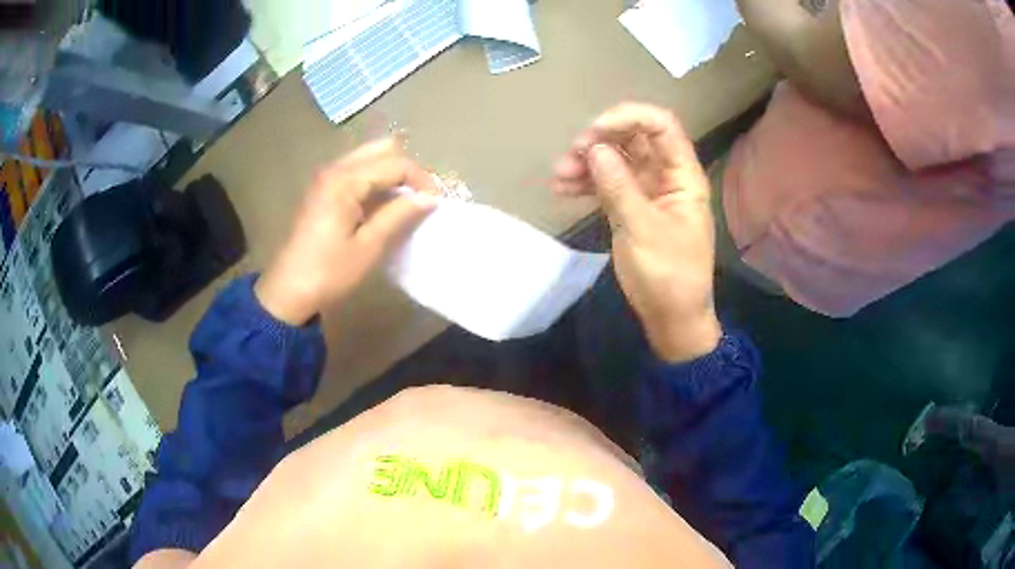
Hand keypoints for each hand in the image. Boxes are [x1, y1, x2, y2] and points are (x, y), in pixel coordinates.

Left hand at [255, 138, 437, 325]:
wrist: (287, 292)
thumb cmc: (329, 273)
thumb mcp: (368, 247)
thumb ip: (399, 215)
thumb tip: (430, 197)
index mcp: (345, 181)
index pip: (395, 163)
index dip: (421, 179)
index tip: (437, 202)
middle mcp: (335, 169)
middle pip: (381, 150)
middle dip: (407, 169)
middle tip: (421, 197)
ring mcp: (326, 177)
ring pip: (369, 157)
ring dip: (391, 173)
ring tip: (407, 201)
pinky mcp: (323, 189)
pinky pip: (356, 171)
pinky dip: (376, 180)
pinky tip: (384, 204)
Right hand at [554, 103, 720, 361]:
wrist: (671, 318)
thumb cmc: (669, 276)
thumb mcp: (643, 230)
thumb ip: (619, 187)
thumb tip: (594, 149)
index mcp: (683, 176)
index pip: (661, 126)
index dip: (628, 118)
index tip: (594, 131)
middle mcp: (666, 176)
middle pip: (634, 139)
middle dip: (601, 140)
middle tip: (572, 154)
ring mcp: (647, 191)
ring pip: (616, 161)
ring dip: (587, 162)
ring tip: (558, 175)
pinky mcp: (631, 208)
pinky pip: (607, 184)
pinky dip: (586, 183)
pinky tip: (562, 188)